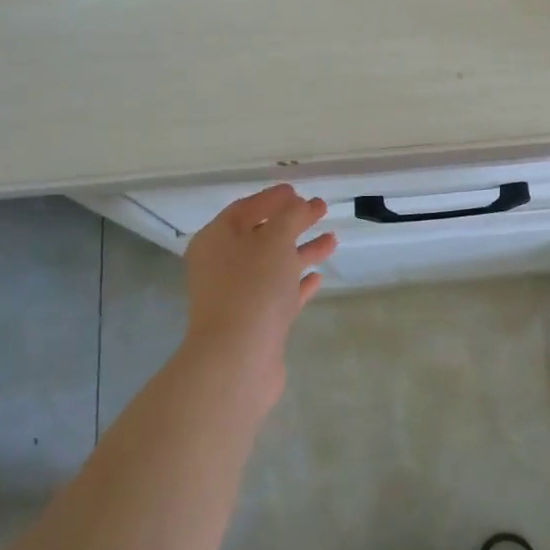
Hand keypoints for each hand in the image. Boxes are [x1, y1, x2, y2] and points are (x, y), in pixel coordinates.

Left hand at [182, 185, 336, 401]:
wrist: (238, 358)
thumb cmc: (253, 288)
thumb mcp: (275, 240)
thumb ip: (290, 217)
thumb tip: (299, 205)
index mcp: (217, 239)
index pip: (245, 208)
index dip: (272, 198)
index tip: (298, 191)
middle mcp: (222, 265)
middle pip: (261, 235)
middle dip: (292, 222)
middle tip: (321, 209)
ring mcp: (237, 295)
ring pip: (273, 265)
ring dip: (302, 251)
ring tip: (333, 240)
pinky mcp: (255, 322)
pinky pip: (279, 294)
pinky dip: (298, 283)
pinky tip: (317, 278)